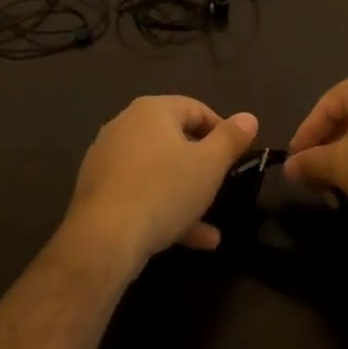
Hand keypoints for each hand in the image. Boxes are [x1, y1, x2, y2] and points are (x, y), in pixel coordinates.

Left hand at [62, 96, 259, 276]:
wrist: (105, 237)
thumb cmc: (164, 190)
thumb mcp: (209, 165)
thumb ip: (231, 139)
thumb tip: (249, 117)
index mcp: (152, 110)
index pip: (196, 109)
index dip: (222, 131)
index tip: (238, 157)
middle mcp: (126, 125)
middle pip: (175, 141)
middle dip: (203, 167)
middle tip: (222, 188)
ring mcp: (108, 158)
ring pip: (158, 172)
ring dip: (186, 195)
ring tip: (212, 227)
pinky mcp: (98, 189)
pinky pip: (139, 192)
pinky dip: (163, 209)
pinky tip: (189, 239)